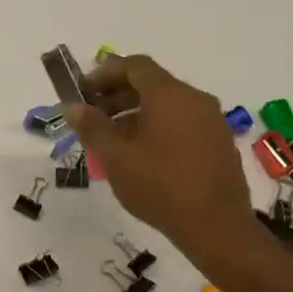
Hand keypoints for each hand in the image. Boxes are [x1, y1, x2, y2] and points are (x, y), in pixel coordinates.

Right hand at [66, 55, 261, 276]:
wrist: (215, 225)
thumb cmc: (159, 186)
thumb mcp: (116, 158)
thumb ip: (92, 128)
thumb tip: (73, 107)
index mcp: (169, 95)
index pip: (135, 66)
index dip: (105, 74)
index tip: (83, 92)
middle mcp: (194, 99)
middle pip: (152, 84)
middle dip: (118, 96)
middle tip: (92, 118)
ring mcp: (211, 121)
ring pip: (167, 105)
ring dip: (136, 114)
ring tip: (112, 141)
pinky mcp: (219, 142)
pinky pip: (182, 123)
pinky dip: (157, 128)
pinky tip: (142, 156)